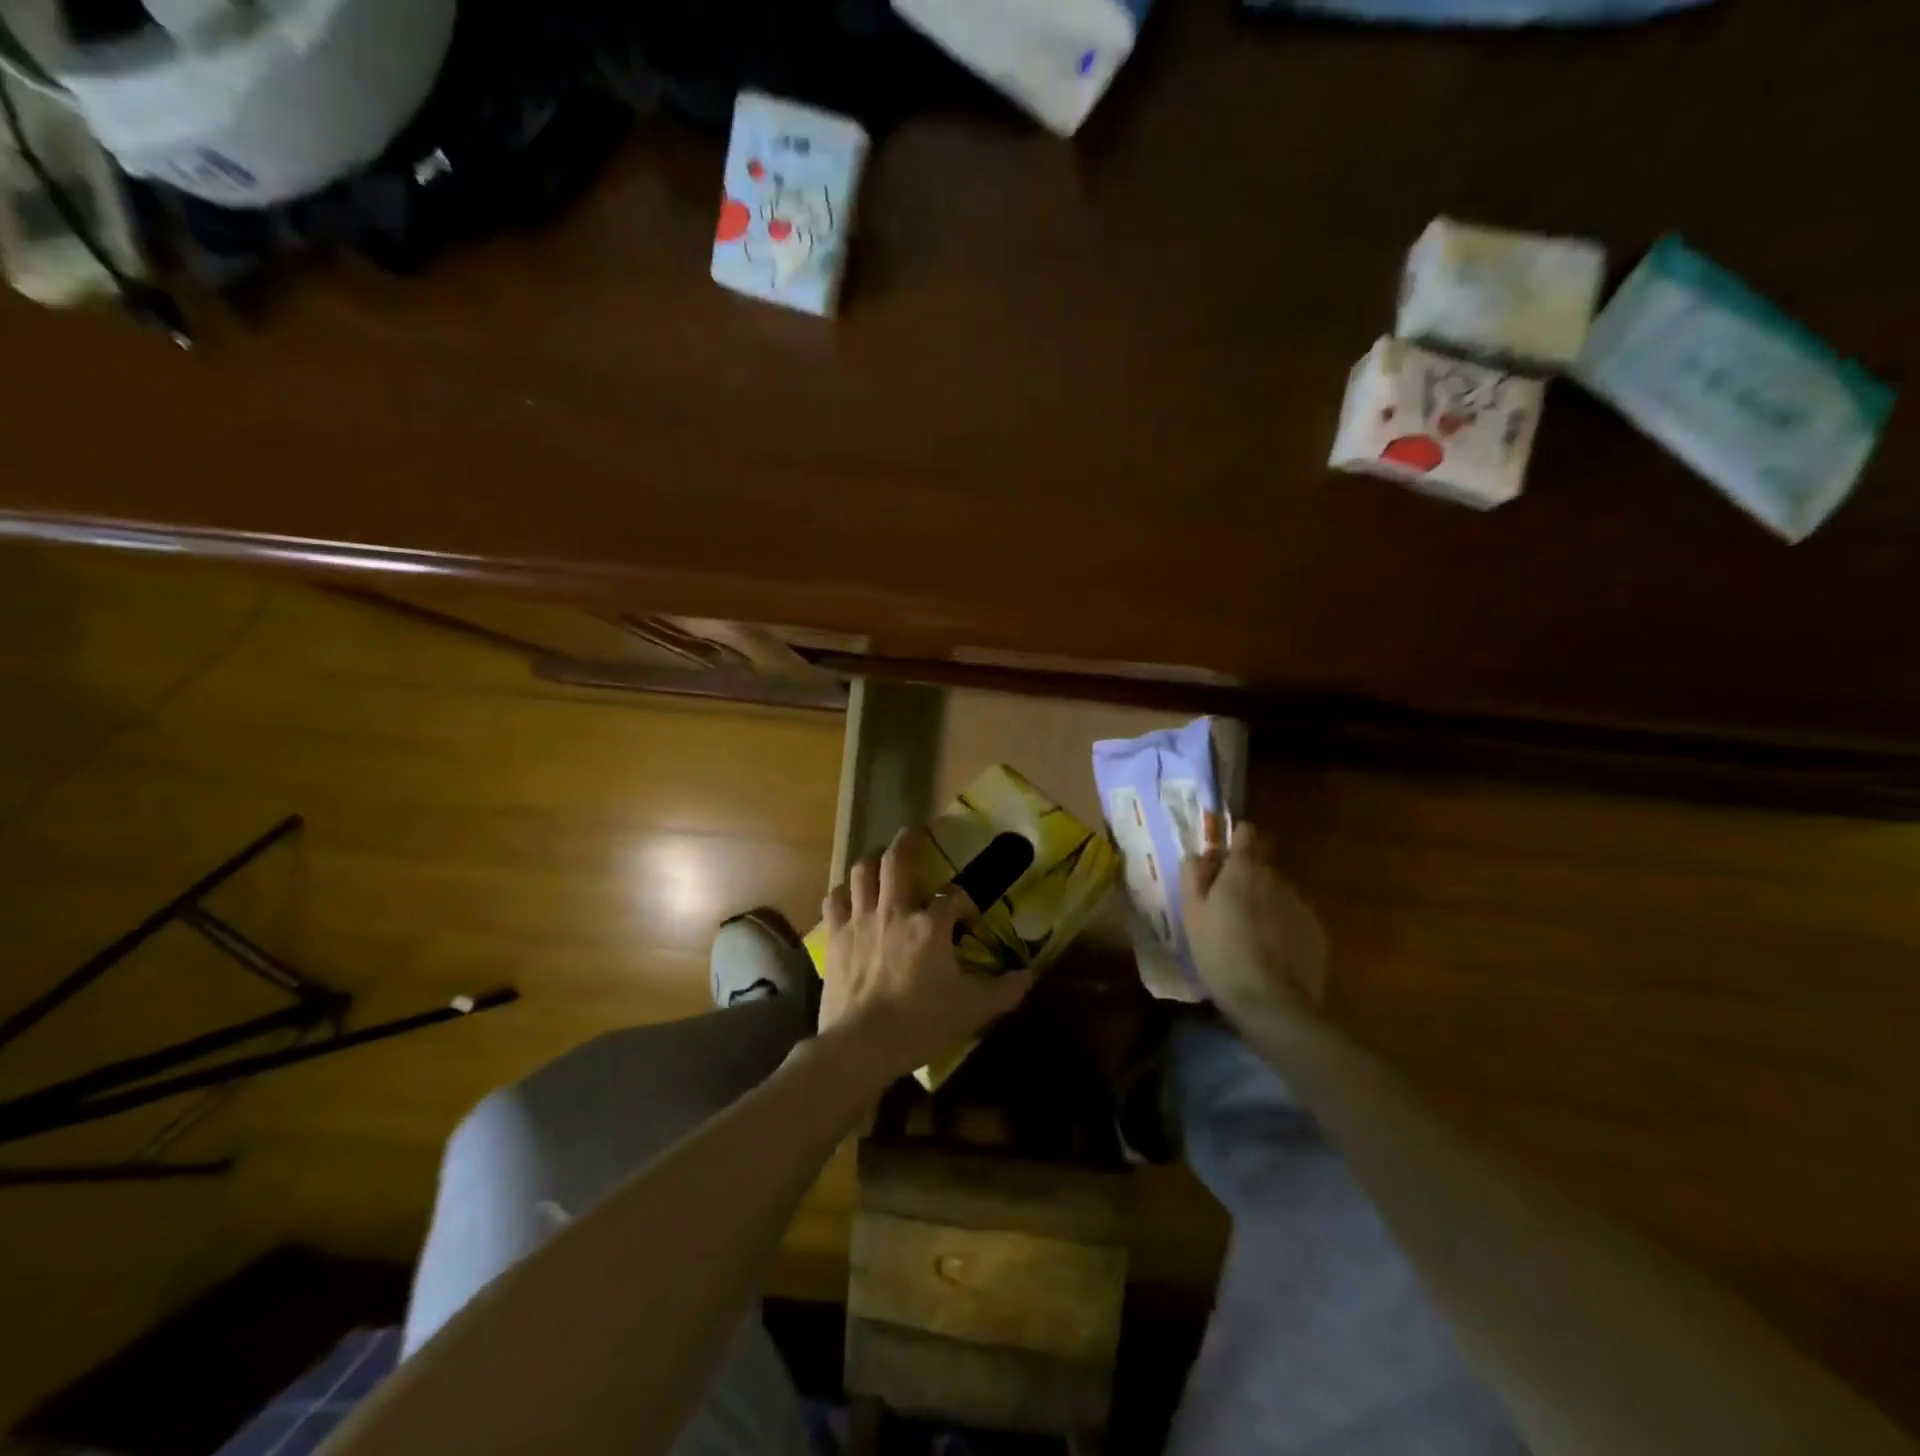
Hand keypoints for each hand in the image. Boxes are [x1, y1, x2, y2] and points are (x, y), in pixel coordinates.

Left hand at [817, 828, 1033, 1086]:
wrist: (862, 1045)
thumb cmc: (920, 1024)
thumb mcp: (972, 1010)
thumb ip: (1004, 991)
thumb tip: (1030, 976)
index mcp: (930, 926)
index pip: (953, 897)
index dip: (963, 902)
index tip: (968, 918)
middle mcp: (894, 911)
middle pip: (897, 860)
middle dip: (907, 842)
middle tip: (913, 833)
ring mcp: (860, 921)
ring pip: (862, 872)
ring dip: (872, 861)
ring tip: (879, 859)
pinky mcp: (836, 937)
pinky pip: (834, 900)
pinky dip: (842, 892)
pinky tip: (848, 896)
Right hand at [1182, 822, 1328, 1030]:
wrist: (1271, 1002)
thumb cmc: (1220, 953)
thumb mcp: (1191, 914)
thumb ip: (1193, 876)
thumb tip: (1200, 855)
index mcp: (1243, 870)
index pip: (1246, 834)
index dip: (1236, 839)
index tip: (1225, 855)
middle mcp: (1276, 878)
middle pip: (1262, 866)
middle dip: (1247, 877)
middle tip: (1229, 907)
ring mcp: (1300, 904)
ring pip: (1278, 893)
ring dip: (1265, 904)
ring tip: (1250, 935)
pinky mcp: (1317, 932)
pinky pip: (1294, 919)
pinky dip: (1282, 928)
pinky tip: (1270, 953)